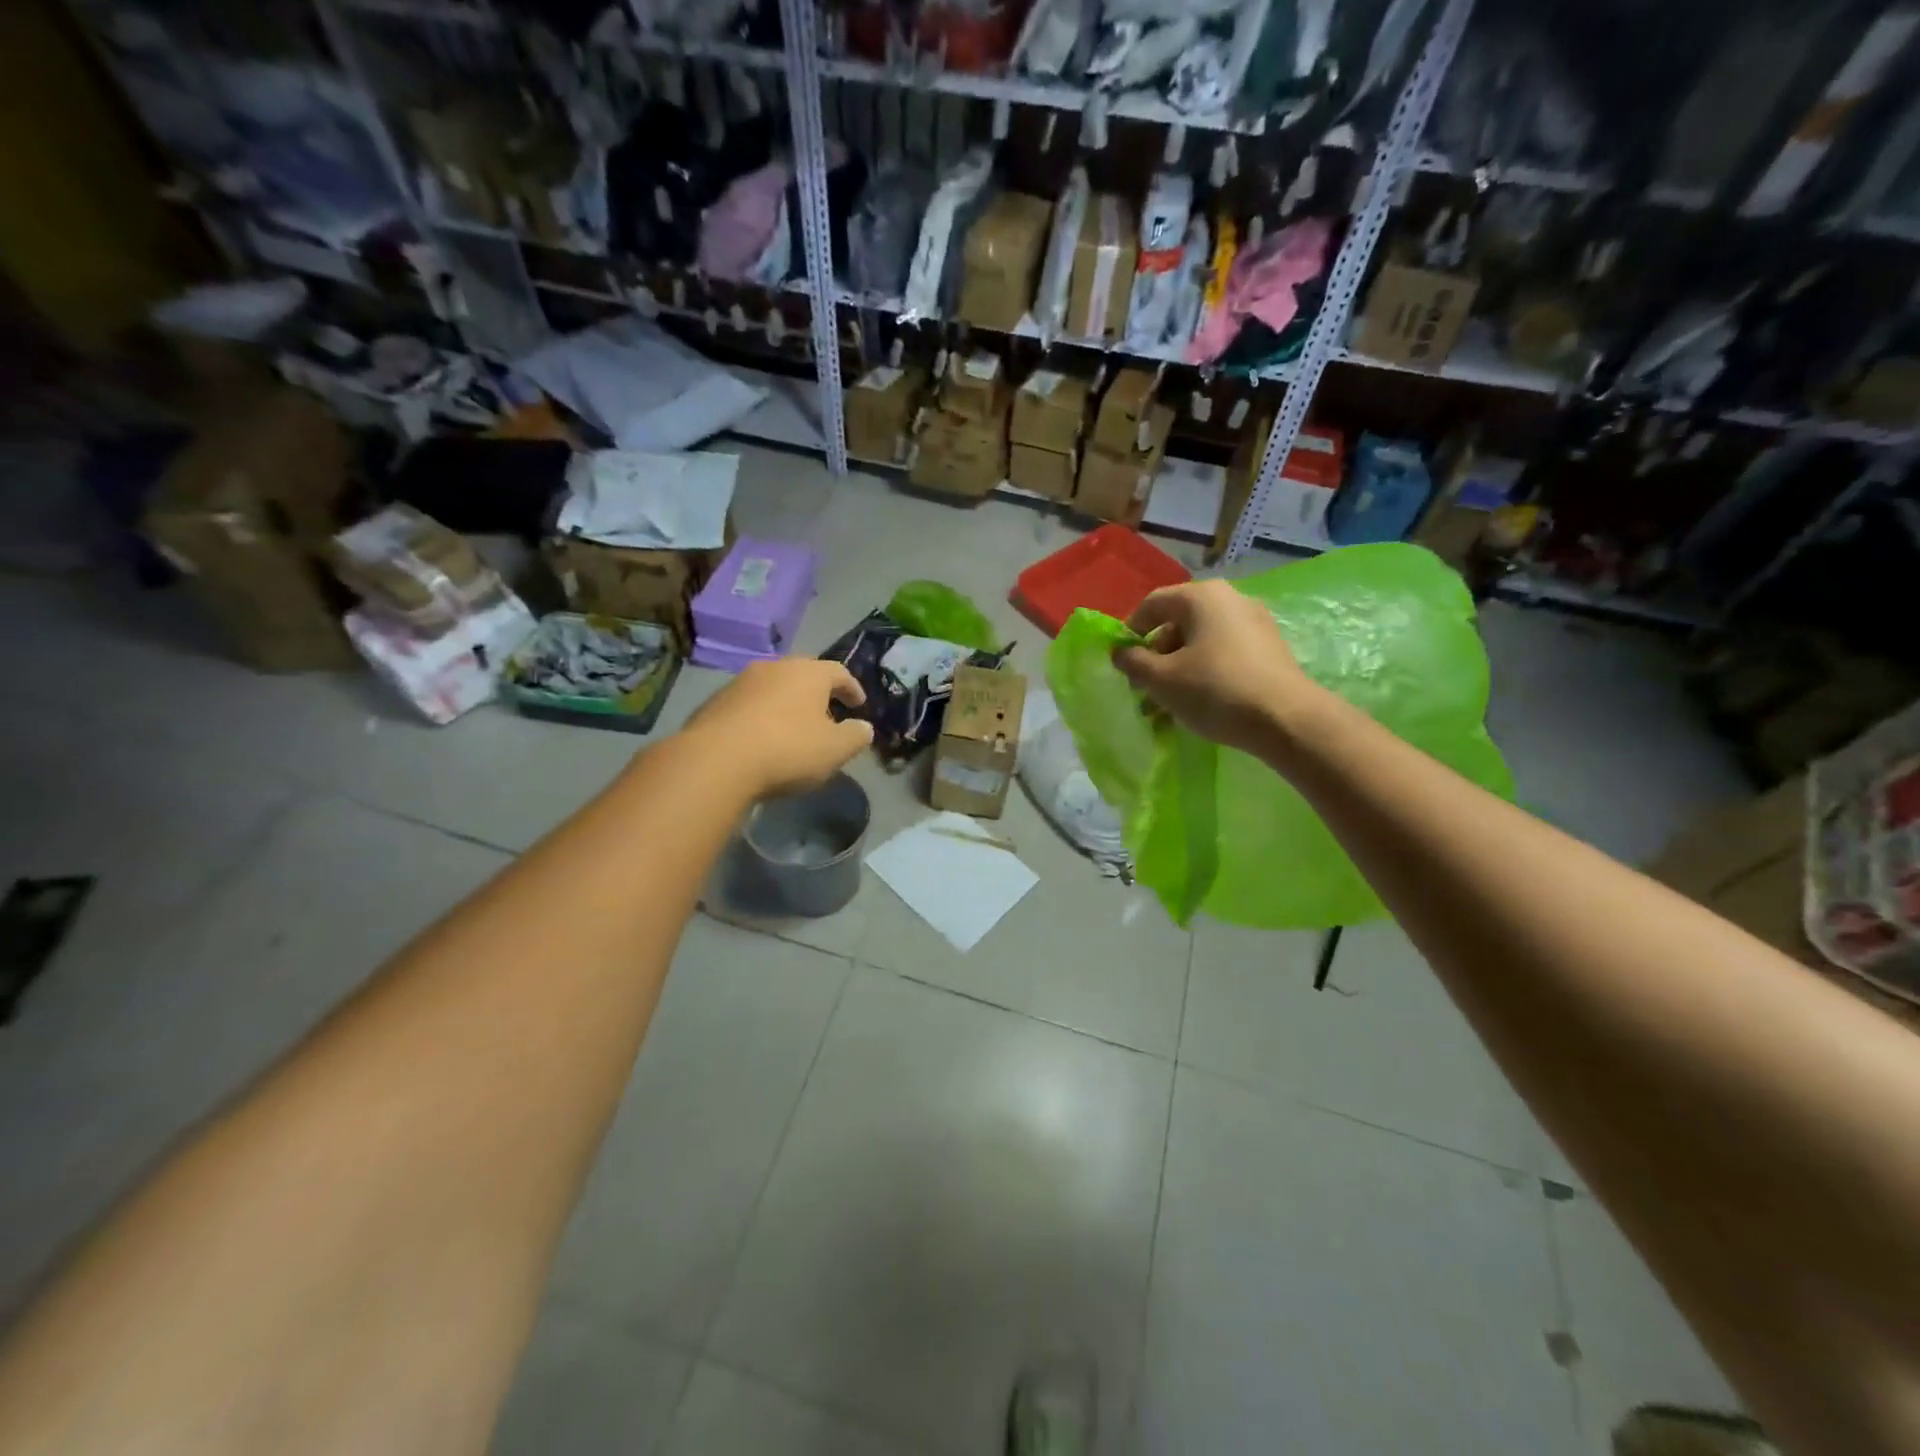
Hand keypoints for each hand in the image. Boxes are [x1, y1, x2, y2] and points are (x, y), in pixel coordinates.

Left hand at [688, 658, 873, 797]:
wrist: (715, 761)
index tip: (859, 704)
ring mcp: (740, 682)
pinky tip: (761, 739)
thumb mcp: (835, 750)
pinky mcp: (714, 702)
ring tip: (793, 728)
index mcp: (808, 673)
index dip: (852, 688)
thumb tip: (864, 727)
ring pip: (773, 687)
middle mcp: (774, 667)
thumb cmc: (787, 750)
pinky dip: (760, 716)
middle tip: (827, 713)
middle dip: (818, 692)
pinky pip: (748, 705)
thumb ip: (856, 736)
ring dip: (786, 703)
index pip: (839, 672)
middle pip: (803, 674)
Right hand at [1112, 580, 1322, 755]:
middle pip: (1178, 623)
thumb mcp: (1161, 679)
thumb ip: (1133, 662)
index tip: (1122, 663)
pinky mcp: (1269, 648)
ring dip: (1178, 668)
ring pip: (1201, 641)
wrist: (1286, 719)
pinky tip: (1198, 703)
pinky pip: (1224, 653)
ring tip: (1167, 704)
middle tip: (1144, 688)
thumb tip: (1120, 652)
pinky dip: (1204, 672)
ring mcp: (1254, 623)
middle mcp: (1230, 599)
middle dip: (1155, 656)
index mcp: (1201, 596)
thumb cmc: (1215, 690)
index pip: (1152, 604)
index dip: (1130, 632)